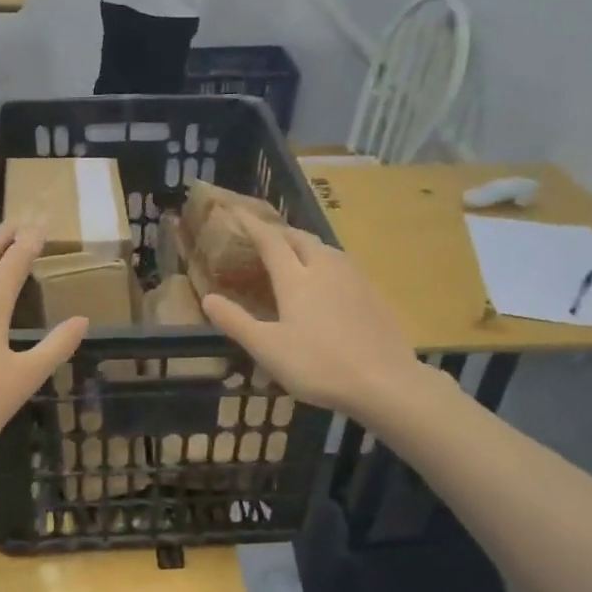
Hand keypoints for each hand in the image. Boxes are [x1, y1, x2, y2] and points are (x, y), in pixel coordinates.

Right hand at [200, 216, 423, 422]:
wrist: (384, 380)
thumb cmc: (318, 364)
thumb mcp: (267, 349)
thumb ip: (236, 322)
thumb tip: (207, 298)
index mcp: (296, 278)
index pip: (270, 240)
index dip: (252, 225)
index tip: (237, 211)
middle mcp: (325, 267)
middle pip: (300, 238)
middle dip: (280, 232)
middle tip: (265, 235)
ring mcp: (354, 278)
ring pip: (325, 249)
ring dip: (305, 245)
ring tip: (295, 254)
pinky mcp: (373, 293)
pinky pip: (343, 265)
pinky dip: (326, 262)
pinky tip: (328, 280)